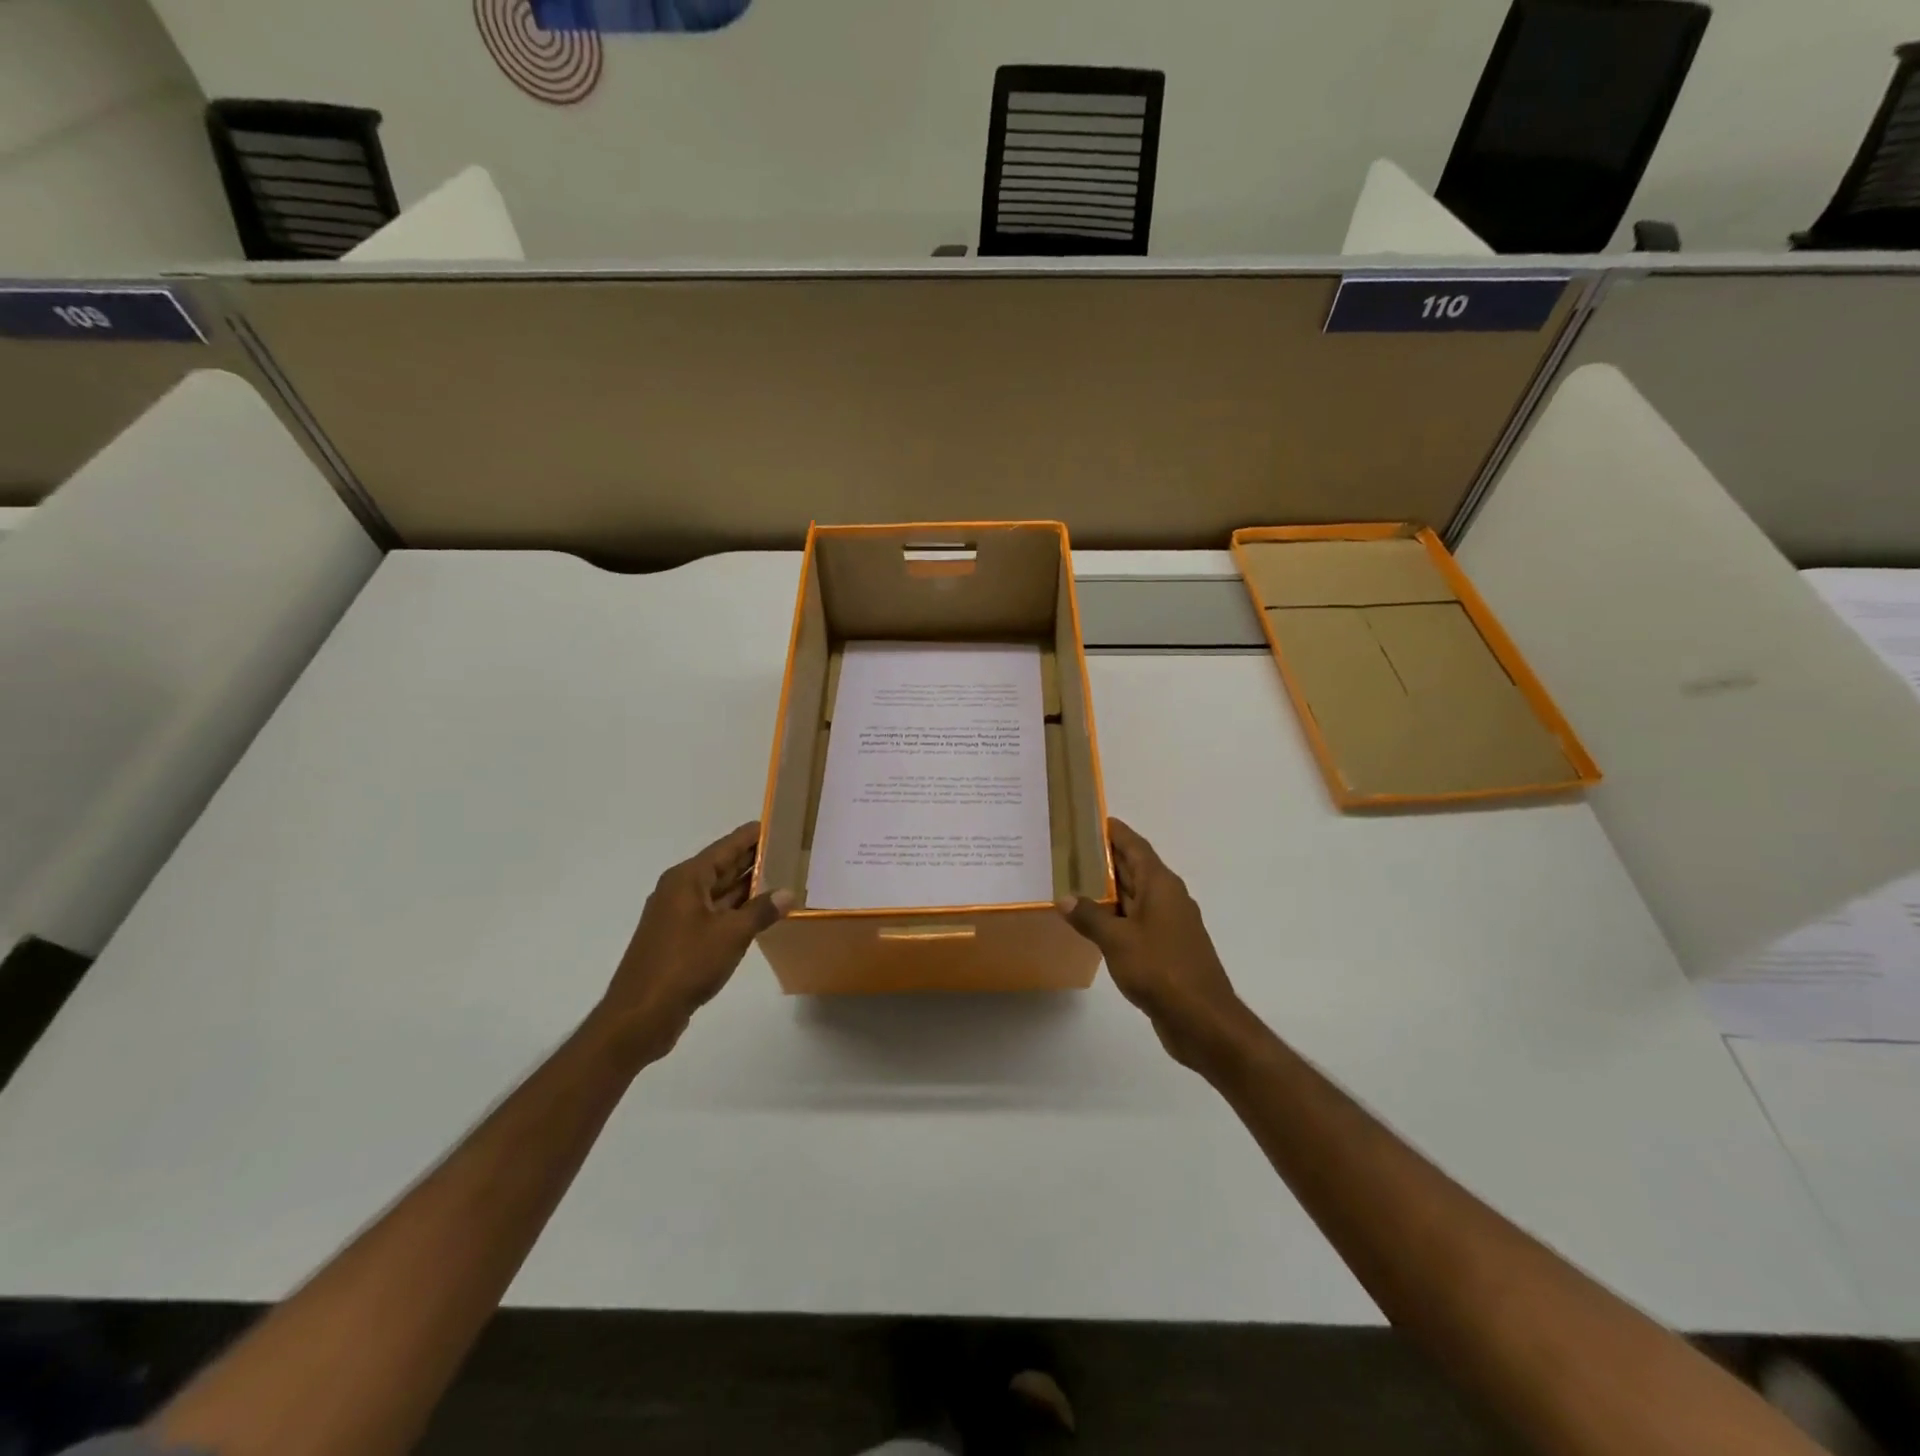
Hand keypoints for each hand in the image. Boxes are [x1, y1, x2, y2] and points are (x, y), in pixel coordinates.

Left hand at [598, 822, 791, 1061]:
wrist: (640, 1016)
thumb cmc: (685, 965)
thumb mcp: (731, 935)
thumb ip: (761, 911)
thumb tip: (787, 892)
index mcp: (687, 879)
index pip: (726, 847)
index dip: (753, 835)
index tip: (780, 822)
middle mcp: (680, 891)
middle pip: (722, 866)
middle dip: (754, 859)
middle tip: (791, 850)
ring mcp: (679, 916)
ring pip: (720, 892)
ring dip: (748, 887)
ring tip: (784, 877)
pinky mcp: (681, 939)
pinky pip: (715, 914)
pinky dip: (737, 910)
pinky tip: (761, 913)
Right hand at [1057, 818, 1248, 1069]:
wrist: (1202, 1020)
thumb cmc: (1161, 970)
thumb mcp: (1117, 941)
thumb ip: (1090, 917)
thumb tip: (1064, 897)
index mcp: (1161, 886)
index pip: (1135, 846)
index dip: (1115, 832)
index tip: (1090, 819)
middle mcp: (1167, 898)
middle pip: (1135, 868)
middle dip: (1105, 858)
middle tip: (1069, 848)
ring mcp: (1168, 924)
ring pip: (1134, 896)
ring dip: (1108, 889)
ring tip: (1071, 880)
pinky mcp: (1165, 948)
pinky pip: (1136, 921)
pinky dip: (1114, 916)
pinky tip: (1091, 922)